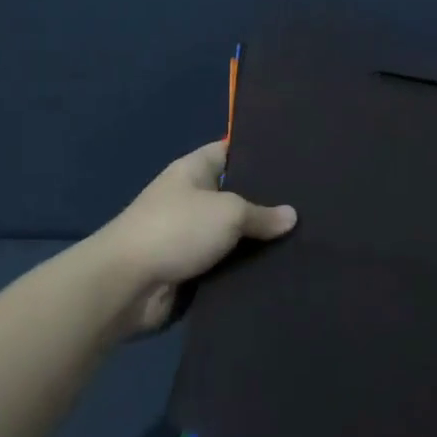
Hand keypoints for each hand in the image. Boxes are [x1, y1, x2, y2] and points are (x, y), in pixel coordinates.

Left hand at [91, 141, 296, 332]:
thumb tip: (292, 216)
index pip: (231, 150)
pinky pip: (225, 264)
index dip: (259, 152)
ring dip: (258, 240)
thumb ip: (262, 214)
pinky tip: (281, 268)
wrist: (126, 285)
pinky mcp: (190, 269)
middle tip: (310, 204)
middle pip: (236, 195)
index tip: (295, 158)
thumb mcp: (228, 212)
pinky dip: (245, 268)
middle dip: (267, 202)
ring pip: (233, 234)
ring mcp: (189, 235)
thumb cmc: (176, 229)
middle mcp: (191, 198)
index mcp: (193, 170)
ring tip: (306, 238)